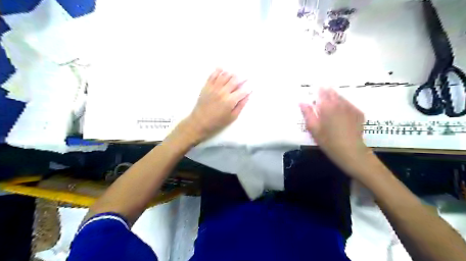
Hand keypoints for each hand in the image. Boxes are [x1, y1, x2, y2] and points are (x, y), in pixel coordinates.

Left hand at [183, 69, 251, 143]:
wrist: (200, 121)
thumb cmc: (217, 122)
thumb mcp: (232, 117)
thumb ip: (241, 105)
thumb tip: (248, 96)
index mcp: (230, 100)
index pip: (243, 90)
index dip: (249, 87)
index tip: (252, 85)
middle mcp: (223, 91)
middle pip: (235, 80)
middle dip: (242, 77)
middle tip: (246, 75)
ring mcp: (214, 87)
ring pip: (225, 75)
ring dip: (232, 73)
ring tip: (236, 73)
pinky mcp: (206, 86)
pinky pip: (213, 75)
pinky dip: (218, 70)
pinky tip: (222, 68)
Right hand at [301, 88, 369, 167]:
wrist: (351, 151)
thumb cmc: (328, 141)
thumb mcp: (313, 129)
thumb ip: (307, 114)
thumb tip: (302, 102)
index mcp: (326, 107)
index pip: (321, 93)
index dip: (317, 91)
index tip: (314, 90)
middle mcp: (339, 104)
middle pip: (332, 93)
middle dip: (326, 91)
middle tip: (322, 91)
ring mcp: (350, 108)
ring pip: (341, 97)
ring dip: (335, 96)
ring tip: (330, 97)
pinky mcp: (359, 113)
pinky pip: (349, 103)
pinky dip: (344, 103)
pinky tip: (341, 108)